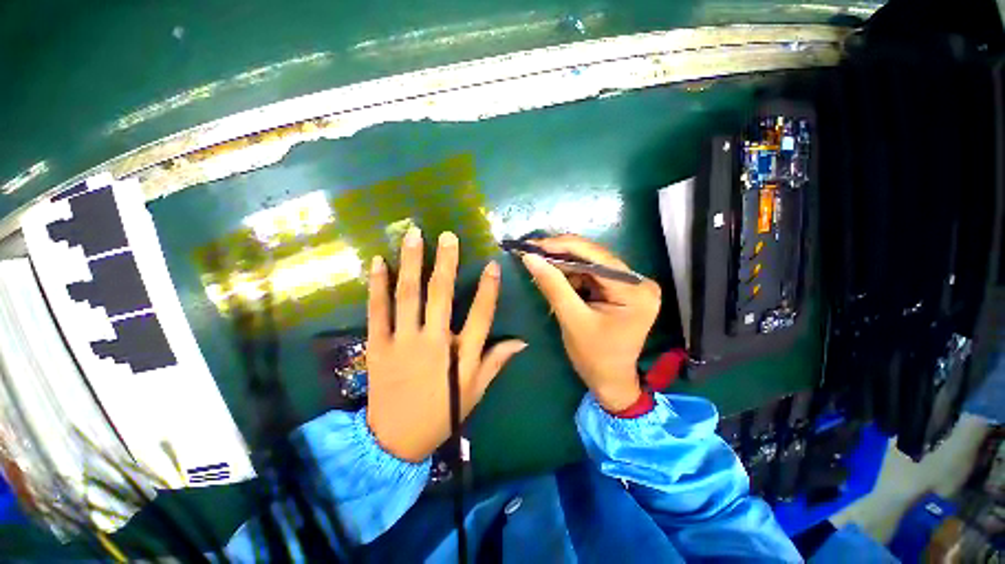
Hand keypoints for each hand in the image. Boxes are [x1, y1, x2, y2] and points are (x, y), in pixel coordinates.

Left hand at [366, 228, 526, 461]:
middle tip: (448, 235)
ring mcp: (402, 342)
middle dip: (445, 262)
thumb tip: (521, 341)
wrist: (396, 442)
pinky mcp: (377, 346)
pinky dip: (377, 286)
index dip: (488, 289)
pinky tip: (378, 262)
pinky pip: (377, 311)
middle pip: (440, 296)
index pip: (480, 316)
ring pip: (408, 296)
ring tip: (413, 235)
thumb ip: (496, 361)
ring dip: (411, 264)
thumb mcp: (475, 391)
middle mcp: (432, 342)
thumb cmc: (442, 414)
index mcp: (460, 355)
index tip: (492, 265)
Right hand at [520, 235, 660, 412]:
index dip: (563, 246)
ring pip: (590, 264)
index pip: (597, 257)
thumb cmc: (594, 357)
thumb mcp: (572, 320)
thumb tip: (531, 257)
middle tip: (533, 253)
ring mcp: (631, 284)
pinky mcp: (621, 289)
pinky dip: (572, 276)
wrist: (610, 380)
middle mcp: (638, 281)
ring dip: (565, 266)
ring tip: (542, 269)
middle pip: (595, 257)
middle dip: (561, 256)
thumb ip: (553, 285)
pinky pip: (592, 275)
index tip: (534, 244)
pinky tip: (557, 281)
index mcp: (635, 290)